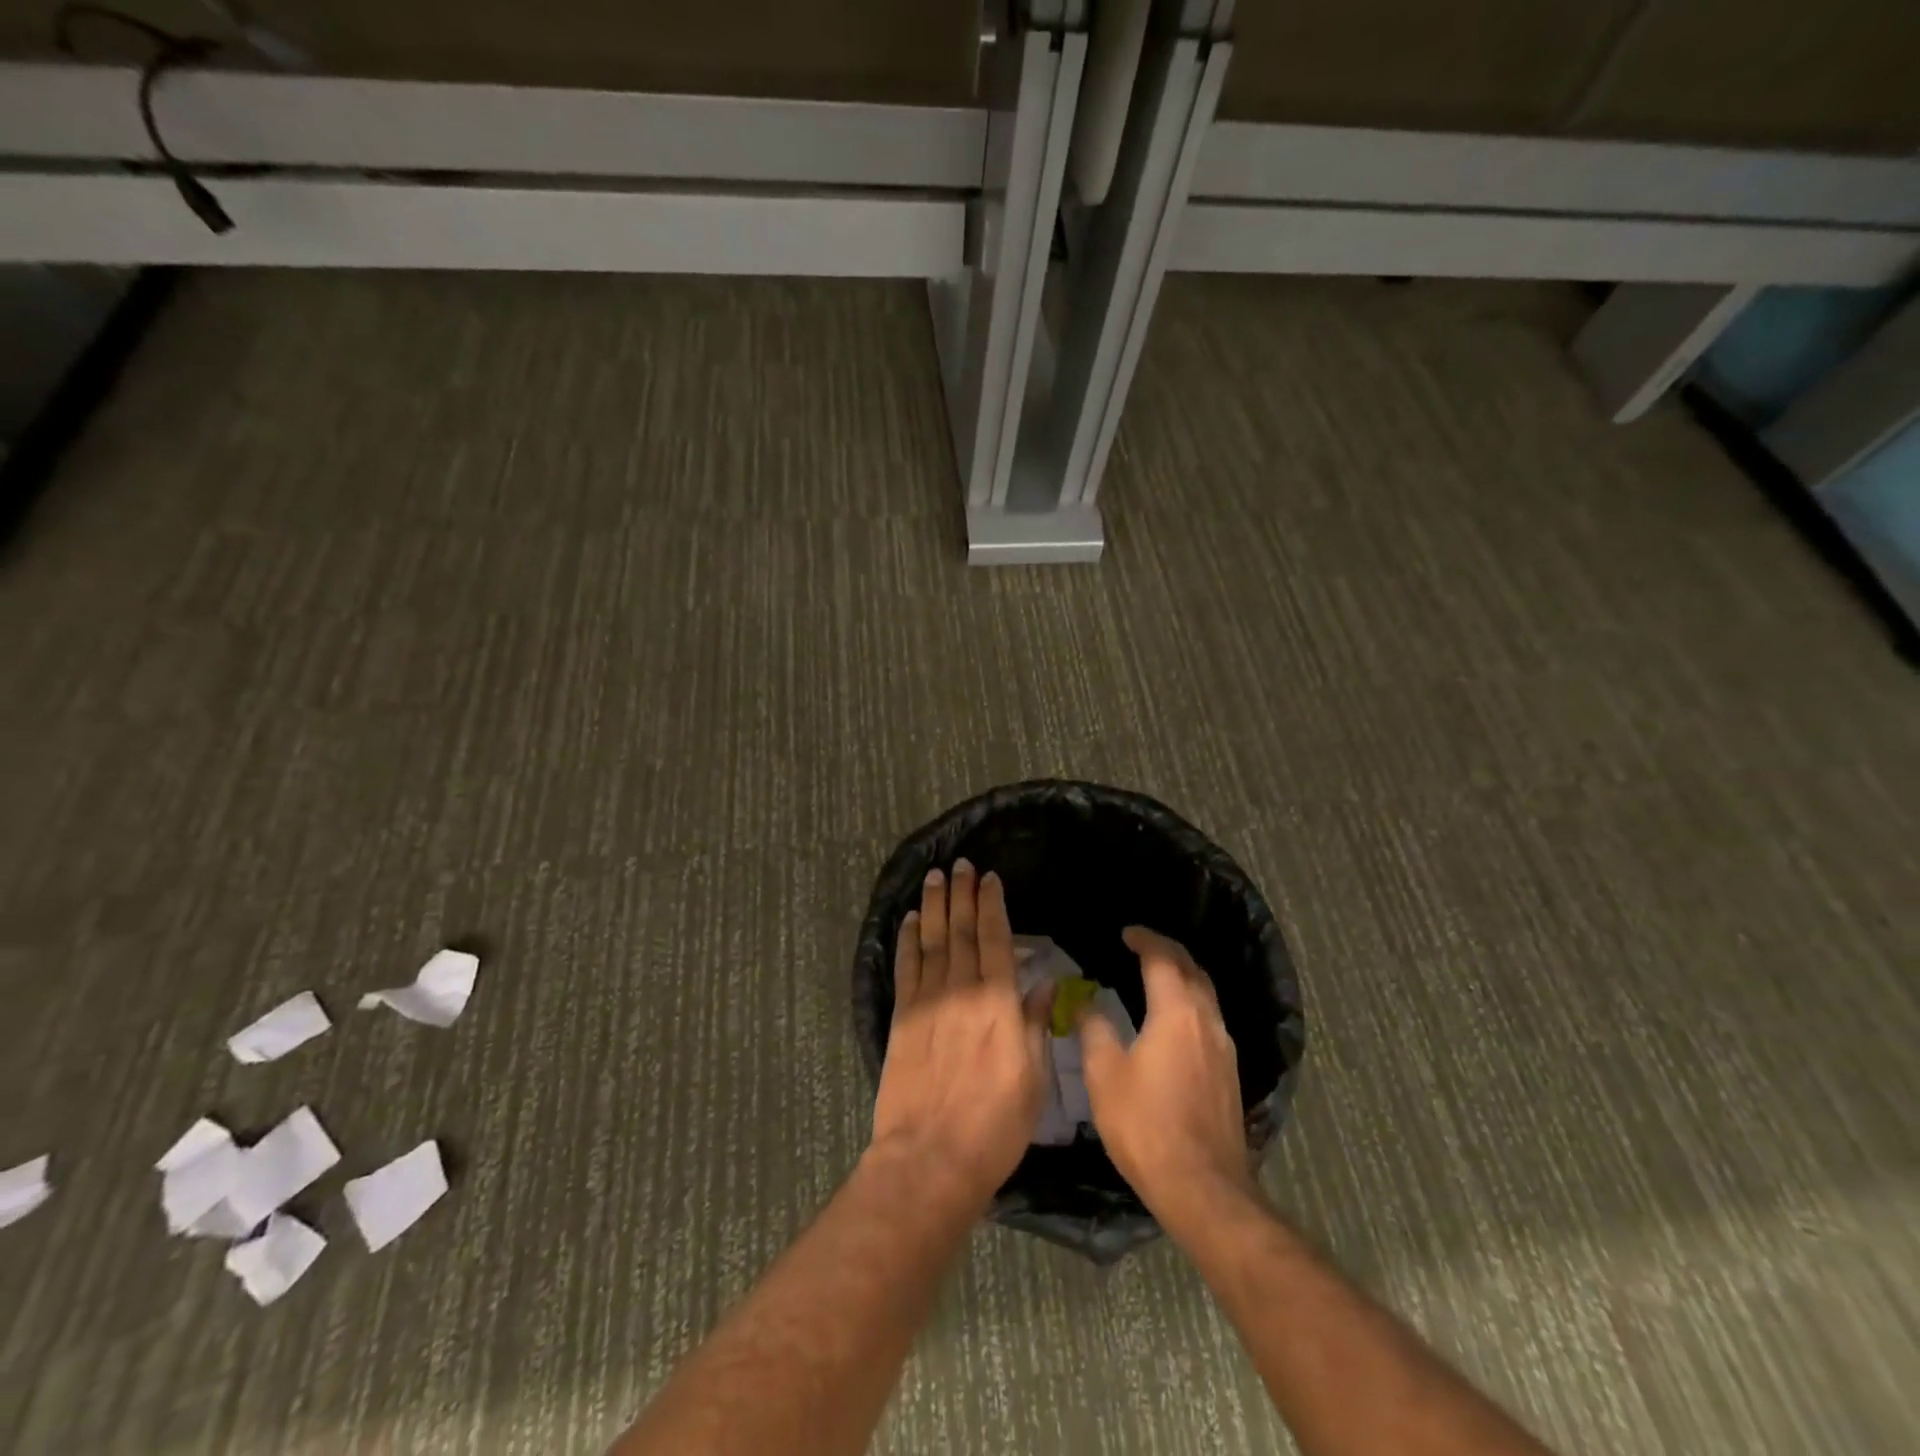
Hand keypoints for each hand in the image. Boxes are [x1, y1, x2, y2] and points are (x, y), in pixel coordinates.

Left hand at [870, 860, 1049, 1205]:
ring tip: (936, 877)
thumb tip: (1042, 984)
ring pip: (931, 940)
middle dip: (962, 895)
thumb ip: (1035, 1025)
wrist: (930, 1158)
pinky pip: (905, 967)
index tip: (990, 879)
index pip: (995, 939)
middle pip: (961, 931)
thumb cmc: (994, 1126)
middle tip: (962, 865)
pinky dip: (907, 939)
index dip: (992, 905)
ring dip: (934, 906)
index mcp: (999, 1004)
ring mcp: (927, 1002)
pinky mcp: (901, 1018)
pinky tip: (910, 919)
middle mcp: (962, 991)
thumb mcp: (1033, 1080)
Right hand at [1078, 927, 1255, 1227]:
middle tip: (1142, 946)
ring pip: (1206, 994)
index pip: (1163, 958)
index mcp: (1176, 1012)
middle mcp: (1206, 1020)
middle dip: (1168, 951)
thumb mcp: (1104, 1074)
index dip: (1144, 940)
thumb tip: (1083, 999)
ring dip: (1183, 976)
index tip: (1126, 933)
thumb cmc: (1145, 1125)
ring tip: (1157, 975)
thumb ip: (1094, 1028)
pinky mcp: (1230, 1072)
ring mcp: (1224, 1047)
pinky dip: (1191, 1002)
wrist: (1202, 1187)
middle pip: (1192, 969)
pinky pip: (1210, 1018)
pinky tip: (1174, 1019)